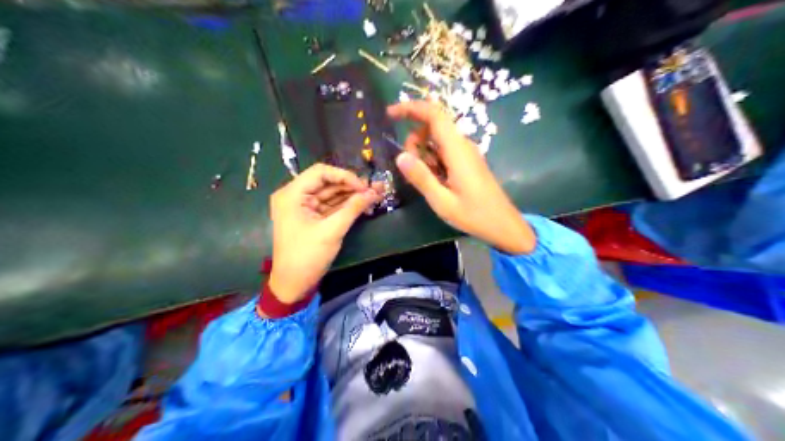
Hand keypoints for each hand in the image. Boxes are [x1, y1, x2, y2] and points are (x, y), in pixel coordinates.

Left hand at [268, 163, 382, 304]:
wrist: (292, 284)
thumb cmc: (307, 256)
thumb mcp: (331, 231)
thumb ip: (353, 209)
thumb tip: (373, 192)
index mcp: (292, 194)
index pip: (321, 172)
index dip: (345, 176)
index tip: (364, 187)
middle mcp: (295, 196)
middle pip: (327, 182)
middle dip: (352, 185)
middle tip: (376, 188)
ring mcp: (303, 207)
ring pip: (331, 194)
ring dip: (352, 195)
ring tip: (375, 194)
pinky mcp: (311, 217)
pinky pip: (330, 206)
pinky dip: (346, 205)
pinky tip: (364, 203)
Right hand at [389, 100, 536, 253]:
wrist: (504, 225)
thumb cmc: (474, 215)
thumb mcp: (442, 201)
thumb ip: (421, 178)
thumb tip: (400, 156)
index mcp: (457, 150)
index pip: (434, 114)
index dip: (411, 108)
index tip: (390, 114)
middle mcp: (463, 145)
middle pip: (433, 125)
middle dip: (414, 139)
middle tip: (410, 168)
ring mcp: (467, 153)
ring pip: (437, 139)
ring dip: (423, 152)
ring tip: (425, 180)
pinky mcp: (468, 161)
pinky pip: (445, 150)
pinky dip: (433, 159)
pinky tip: (435, 181)